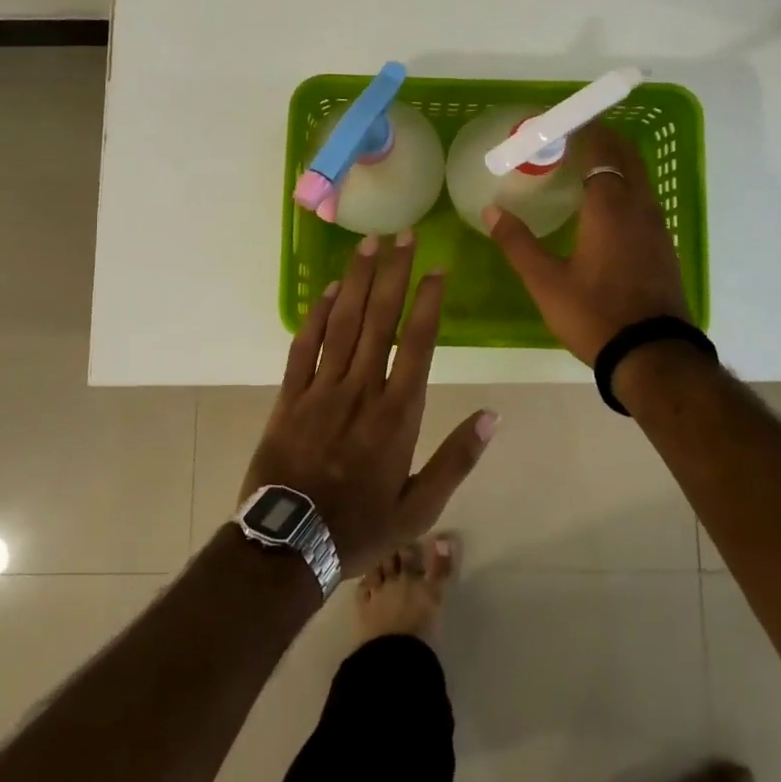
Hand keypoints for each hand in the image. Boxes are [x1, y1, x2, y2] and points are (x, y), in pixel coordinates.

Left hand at [240, 232, 495, 578]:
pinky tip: (326, 290)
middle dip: (393, 273)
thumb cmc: (360, 528)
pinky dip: (315, 316)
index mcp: (397, 413)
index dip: (428, 301)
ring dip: (356, 281)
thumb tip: (492, 416)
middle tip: (402, 234)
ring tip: (369, 244)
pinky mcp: (289, 397)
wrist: (289, 547)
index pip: (419, 343)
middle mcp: (361, 389)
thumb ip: (456, 460)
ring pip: (342, 323)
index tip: (436, 268)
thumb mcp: (420, 508)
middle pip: (380, 319)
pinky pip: (304, 347)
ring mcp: (322, 389)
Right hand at [483, 123, 688, 364]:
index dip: (584, 130)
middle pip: (627, 156)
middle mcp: (639, 207)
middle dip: (604, 138)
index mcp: (609, 207)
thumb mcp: (546, 282)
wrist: (653, 356)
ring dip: (618, 162)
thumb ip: (518, 243)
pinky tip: (607, 208)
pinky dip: (627, 187)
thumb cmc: (595, 315)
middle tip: (573, 136)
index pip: (601, 150)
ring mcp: (658, 227)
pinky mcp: (664, 247)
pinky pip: (645, 200)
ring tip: (586, 166)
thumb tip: (491, 210)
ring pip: (640, 178)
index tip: (561, 122)